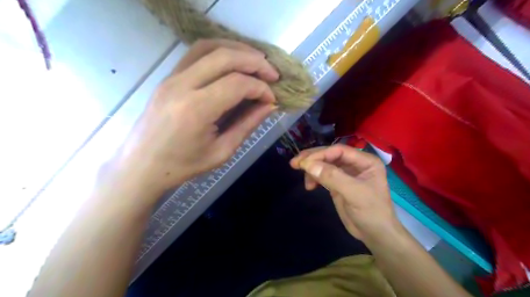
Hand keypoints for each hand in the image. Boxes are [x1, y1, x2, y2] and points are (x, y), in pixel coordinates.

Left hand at [111, 39, 278, 199]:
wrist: (142, 165)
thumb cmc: (183, 165)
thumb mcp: (222, 151)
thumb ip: (247, 125)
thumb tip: (270, 105)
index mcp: (196, 110)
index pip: (237, 84)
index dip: (260, 88)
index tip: (272, 99)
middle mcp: (182, 85)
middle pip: (225, 57)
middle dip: (255, 62)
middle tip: (273, 74)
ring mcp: (171, 77)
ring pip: (209, 47)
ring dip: (237, 50)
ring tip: (257, 61)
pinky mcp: (168, 77)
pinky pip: (196, 53)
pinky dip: (220, 51)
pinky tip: (233, 61)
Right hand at [290, 145, 402, 242]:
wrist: (375, 235)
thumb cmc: (371, 212)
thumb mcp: (354, 193)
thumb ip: (332, 177)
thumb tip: (308, 165)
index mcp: (365, 161)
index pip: (338, 151)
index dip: (320, 154)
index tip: (303, 162)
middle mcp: (355, 164)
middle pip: (329, 155)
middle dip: (312, 159)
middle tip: (294, 163)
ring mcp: (345, 173)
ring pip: (324, 164)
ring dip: (311, 169)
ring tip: (305, 182)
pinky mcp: (337, 183)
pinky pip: (322, 175)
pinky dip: (314, 178)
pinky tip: (309, 186)